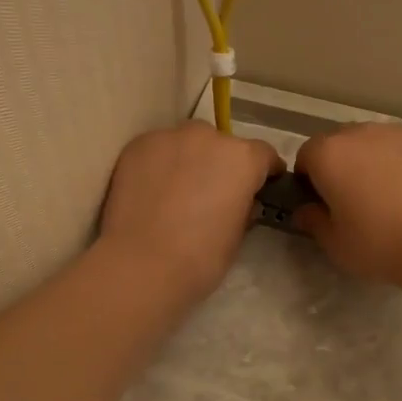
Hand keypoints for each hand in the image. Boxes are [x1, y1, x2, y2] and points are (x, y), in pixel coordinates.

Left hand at [100, 123, 281, 302]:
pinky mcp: (137, 145)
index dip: (264, 171)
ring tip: (178, 190)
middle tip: (212, 193)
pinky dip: (160, 164)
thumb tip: (241, 201)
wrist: (141, 263)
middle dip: (221, 163)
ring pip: (187, 143)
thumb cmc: (200, 257)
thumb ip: (244, 208)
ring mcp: (169, 137)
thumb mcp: (237, 236)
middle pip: (222, 144)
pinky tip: (152, 190)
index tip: (261, 186)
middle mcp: (209, 137)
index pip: (263, 155)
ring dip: (189, 159)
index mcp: (242, 159)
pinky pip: (157, 150)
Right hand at [293, 123, 401, 284]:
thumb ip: (313, 222)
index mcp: (329, 154)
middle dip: (341, 165)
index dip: (308, 179)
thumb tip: (305, 212)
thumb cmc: (379, 243)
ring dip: (373, 161)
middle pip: (341, 143)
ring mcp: (400, 133)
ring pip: (376, 143)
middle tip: (352, 200)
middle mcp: (361, 133)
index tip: (319, 203)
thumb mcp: (335, 244)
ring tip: (389, 197)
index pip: (306, 155)